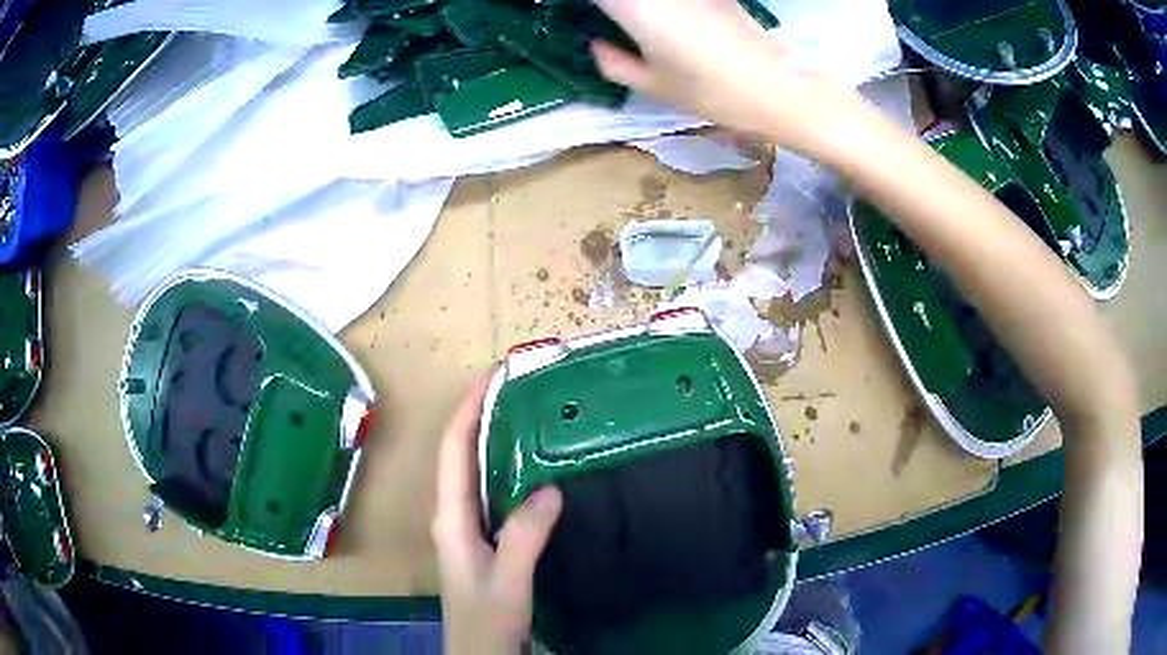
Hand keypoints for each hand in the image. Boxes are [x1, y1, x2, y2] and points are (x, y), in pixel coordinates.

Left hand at [432, 373, 563, 654]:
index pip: (454, 449)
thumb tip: (549, 488)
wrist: (480, 651)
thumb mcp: (508, 580)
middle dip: (479, 413)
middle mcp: (453, 513)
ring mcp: (466, 526)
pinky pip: (489, 490)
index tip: (494, 375)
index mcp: (451, 516)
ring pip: (473, 469)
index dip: (469, 408)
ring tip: (524, 411)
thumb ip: (524, 536)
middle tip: (515, 386)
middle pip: (459, 452)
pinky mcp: (482, 538)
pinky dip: (504, 466)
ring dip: (491, 437)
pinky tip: (530, 465)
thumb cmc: (486, 619)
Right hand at [590, 0, 868, 160]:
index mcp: (636, 8)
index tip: (575, 12)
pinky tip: (667, 20)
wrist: (782, 88)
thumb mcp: (655, 87)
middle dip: (614, 6)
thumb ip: (615, 63)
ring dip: (637, 6)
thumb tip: (597, 45)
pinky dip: (665, 6)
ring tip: (633, 24)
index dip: (582, 1)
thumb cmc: (714, 94)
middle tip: (606, 19)